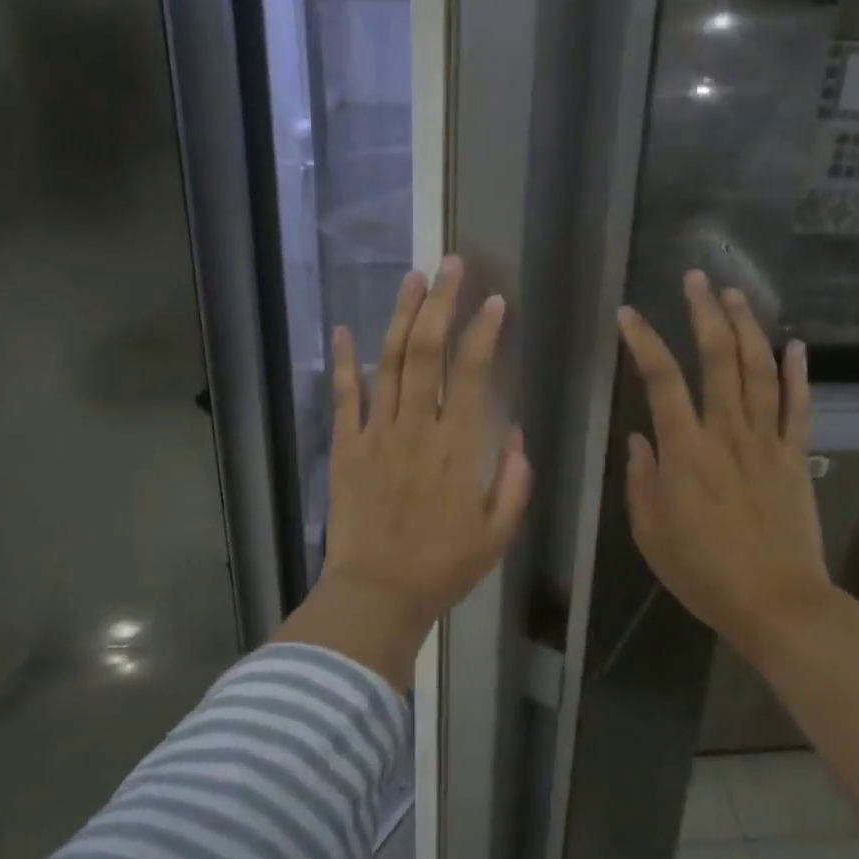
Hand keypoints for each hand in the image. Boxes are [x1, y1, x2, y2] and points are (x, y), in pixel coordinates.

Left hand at [278, 257, 532, 688]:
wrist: (377, 594)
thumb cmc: (443, 568)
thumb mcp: (497, 533)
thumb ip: (513, 481)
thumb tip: (515, 434)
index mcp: (459, 446)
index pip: (474, 372)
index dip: (485, 332)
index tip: (495, 302)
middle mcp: (418, 427)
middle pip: (428, 351)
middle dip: (442, 303)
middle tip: (451, 264)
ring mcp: (377, 433)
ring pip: (389, 362)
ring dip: (401, 316)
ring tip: (413, 277)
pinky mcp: (346, 447)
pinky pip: (344, 396)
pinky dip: (344, 361)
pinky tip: (344, 328)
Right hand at [616, 273, 838, 663]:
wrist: (777, 603)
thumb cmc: (703, 572)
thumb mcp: (650, 532)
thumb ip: (641, 480)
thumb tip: (639, 439)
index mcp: (685, 451)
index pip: (661, 381)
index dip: (644, 342)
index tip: (627, 314)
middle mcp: (727, 434)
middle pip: (719, 360)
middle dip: (705, 314)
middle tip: (696, 278)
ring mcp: (767, 442)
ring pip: (760, 372)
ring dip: (748, 328)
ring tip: (736, 294)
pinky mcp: (795, 457)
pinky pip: (799, 407)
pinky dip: (798, 374)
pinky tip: (796, 344)